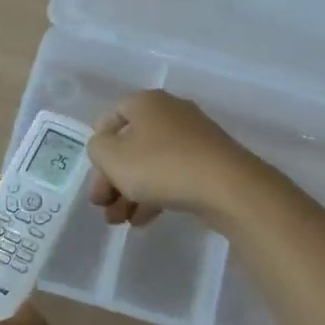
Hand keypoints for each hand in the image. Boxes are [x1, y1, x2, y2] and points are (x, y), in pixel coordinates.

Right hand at [87, 89, 260, 225]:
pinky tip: (145, 220)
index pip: (111, 116)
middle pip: (130, 144)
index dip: (98, 146)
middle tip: (104, 206)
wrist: (228, 187)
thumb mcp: (112, 157)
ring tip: (120, 221)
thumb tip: (106, 148)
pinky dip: (156, 194)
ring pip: (151, 163)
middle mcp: (170, 113)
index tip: (96, 175)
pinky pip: (173, 174)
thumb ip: (97, 148)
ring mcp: (194, 137)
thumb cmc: (161, 165)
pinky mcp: (210, 161)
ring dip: (131, 191)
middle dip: (112, 178)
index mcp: (146, 103)